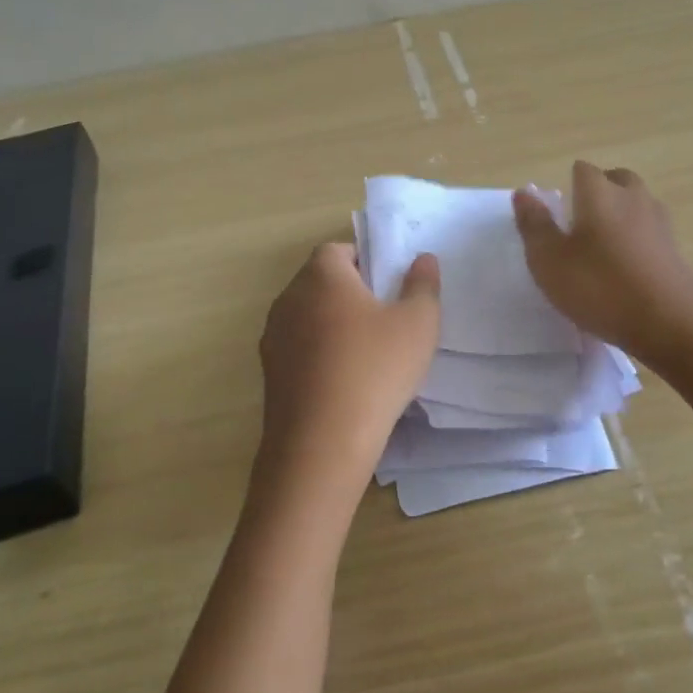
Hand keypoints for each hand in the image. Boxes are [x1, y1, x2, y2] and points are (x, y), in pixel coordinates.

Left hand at [255, 242, 440, 510]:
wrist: (322, 443)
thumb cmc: (375, 370)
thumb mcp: (417, 324)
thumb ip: (423, 285)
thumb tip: (423, 259)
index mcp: (321, 275)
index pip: (337, 249)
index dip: (365, 261)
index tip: (388, 286)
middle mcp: (289, 298)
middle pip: (320, 281)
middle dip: (350, 292)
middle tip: (385, 318)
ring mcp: (273, 337)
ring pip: (308, 316)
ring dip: (332, 325)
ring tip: (367, 353)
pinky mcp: (269, 373)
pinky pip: (298, 349)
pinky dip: (319, 355)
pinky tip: (344, 382)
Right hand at [512, 161, 692, 366]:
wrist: (671, 322)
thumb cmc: (600, 286)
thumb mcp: (550, 260)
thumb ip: (534, 224)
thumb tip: (524, 192)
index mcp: (599, 192)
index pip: (582, 170)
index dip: (568, 185)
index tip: (558, 213)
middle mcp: (632, 197)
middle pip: (615, 180)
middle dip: (599, 193)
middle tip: (580, 224)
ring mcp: (659, 222)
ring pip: (636, 205)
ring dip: (620, 216)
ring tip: (602, 247)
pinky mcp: (676, 250)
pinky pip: (650, 232)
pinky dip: (637, 241)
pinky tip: (626, 269)